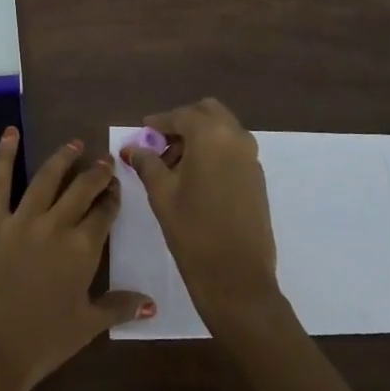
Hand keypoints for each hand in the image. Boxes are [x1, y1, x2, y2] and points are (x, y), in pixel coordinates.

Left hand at [0, 128, 155, 390]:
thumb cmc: (41, 343)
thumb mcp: (86, 326)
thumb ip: (119, 307)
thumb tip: (152, 302)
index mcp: (83, 249)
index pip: (104, 213)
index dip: (112, 198)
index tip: (116, 187)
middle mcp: (57, 224)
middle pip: (82, 189)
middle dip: (96, 173)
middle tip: (104, 160)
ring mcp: (22, 219)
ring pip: (47, 178)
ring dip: (63, 159)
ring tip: (74, 145)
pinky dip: (4, 155)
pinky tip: (10, 133)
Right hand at [122, 98, 283, 337]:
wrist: (237, 278)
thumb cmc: (193, 232)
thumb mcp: (162, 194)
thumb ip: (147, 163)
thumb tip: (132, 148)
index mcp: (211, 135)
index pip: (181, 115)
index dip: (159, 122)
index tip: (142, 132)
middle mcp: (236, 137)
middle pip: (207, 112)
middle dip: (183, 123)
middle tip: (160, 146)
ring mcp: (251, 157)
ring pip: (222, 129)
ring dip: (199, 136)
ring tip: (174, 165)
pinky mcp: (257, 176)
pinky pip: (233, 148)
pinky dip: (214, 150)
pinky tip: (195, 177)